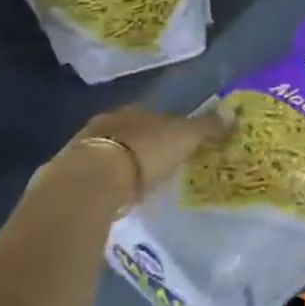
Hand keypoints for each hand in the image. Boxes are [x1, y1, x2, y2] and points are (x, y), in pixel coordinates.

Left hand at [72, 106, 230, 203]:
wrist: (92, 179)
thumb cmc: (144, 152)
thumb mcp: (184, 138)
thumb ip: (207, 127)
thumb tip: (234, 112)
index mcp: (136, 111)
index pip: (157, 116)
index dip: (169, 129)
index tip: (179, 145)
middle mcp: (109, 121)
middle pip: (132, 131)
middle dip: (144, 145)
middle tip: (159, 165)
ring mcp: (85, 145)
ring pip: (111, 150)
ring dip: (122, 162)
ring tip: (136, 184)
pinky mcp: (70, 171)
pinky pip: (96, 173)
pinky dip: (106, 181)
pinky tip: (115, 195)